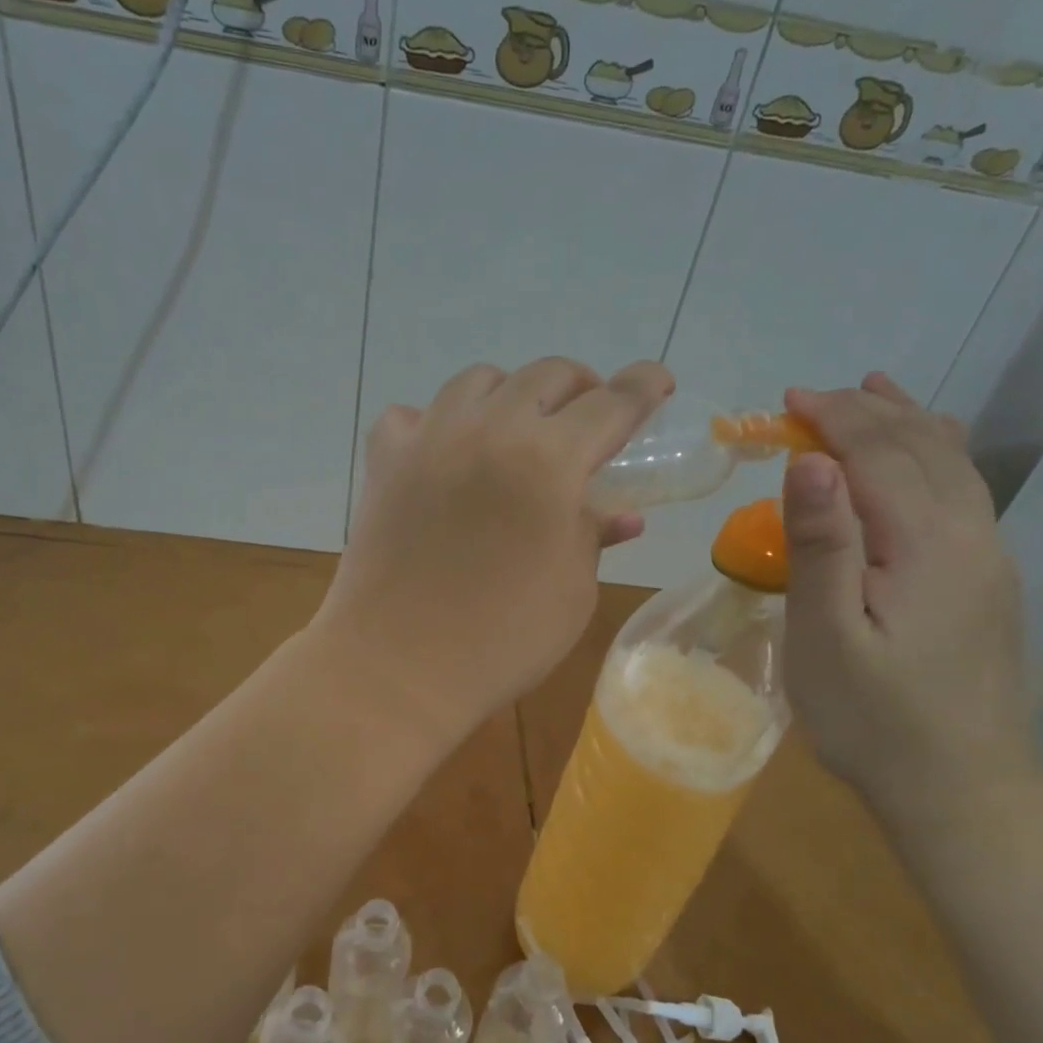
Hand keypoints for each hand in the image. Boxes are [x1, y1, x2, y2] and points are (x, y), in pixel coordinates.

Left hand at [314, 357, 673, 743]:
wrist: (398, 668)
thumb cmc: (502, 640)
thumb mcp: (572, 591)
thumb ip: (593, 534)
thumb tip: (619, 513)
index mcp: (549, 461)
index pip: (611, 403)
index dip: (643, 386)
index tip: (658, 382)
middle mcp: (489, 430)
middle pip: (546, 374)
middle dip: (581, 388)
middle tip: (589, 420)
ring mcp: (429, 439)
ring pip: (478, 381)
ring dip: (511, 395)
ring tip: (519, 431)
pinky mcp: (384, 462)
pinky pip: (412, 414)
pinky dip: (437, 423)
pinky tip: (445, 454)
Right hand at [780, 373, 1036, 816]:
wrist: (961, 788)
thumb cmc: (873, 716)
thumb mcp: (826, 634)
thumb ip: (821, 544)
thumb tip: (809, 462)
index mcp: (926, 542)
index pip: (877, 454)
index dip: (832, 419)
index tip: (785, 402)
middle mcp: (969, 534)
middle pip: (920, 448)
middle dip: (864, 412)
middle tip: (808, 398)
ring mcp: (987, 557)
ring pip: (951, 464)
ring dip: (906, 422)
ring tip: (875, 391)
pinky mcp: (986, 581)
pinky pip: (963, 492)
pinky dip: (935, 454)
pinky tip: (926, 452)